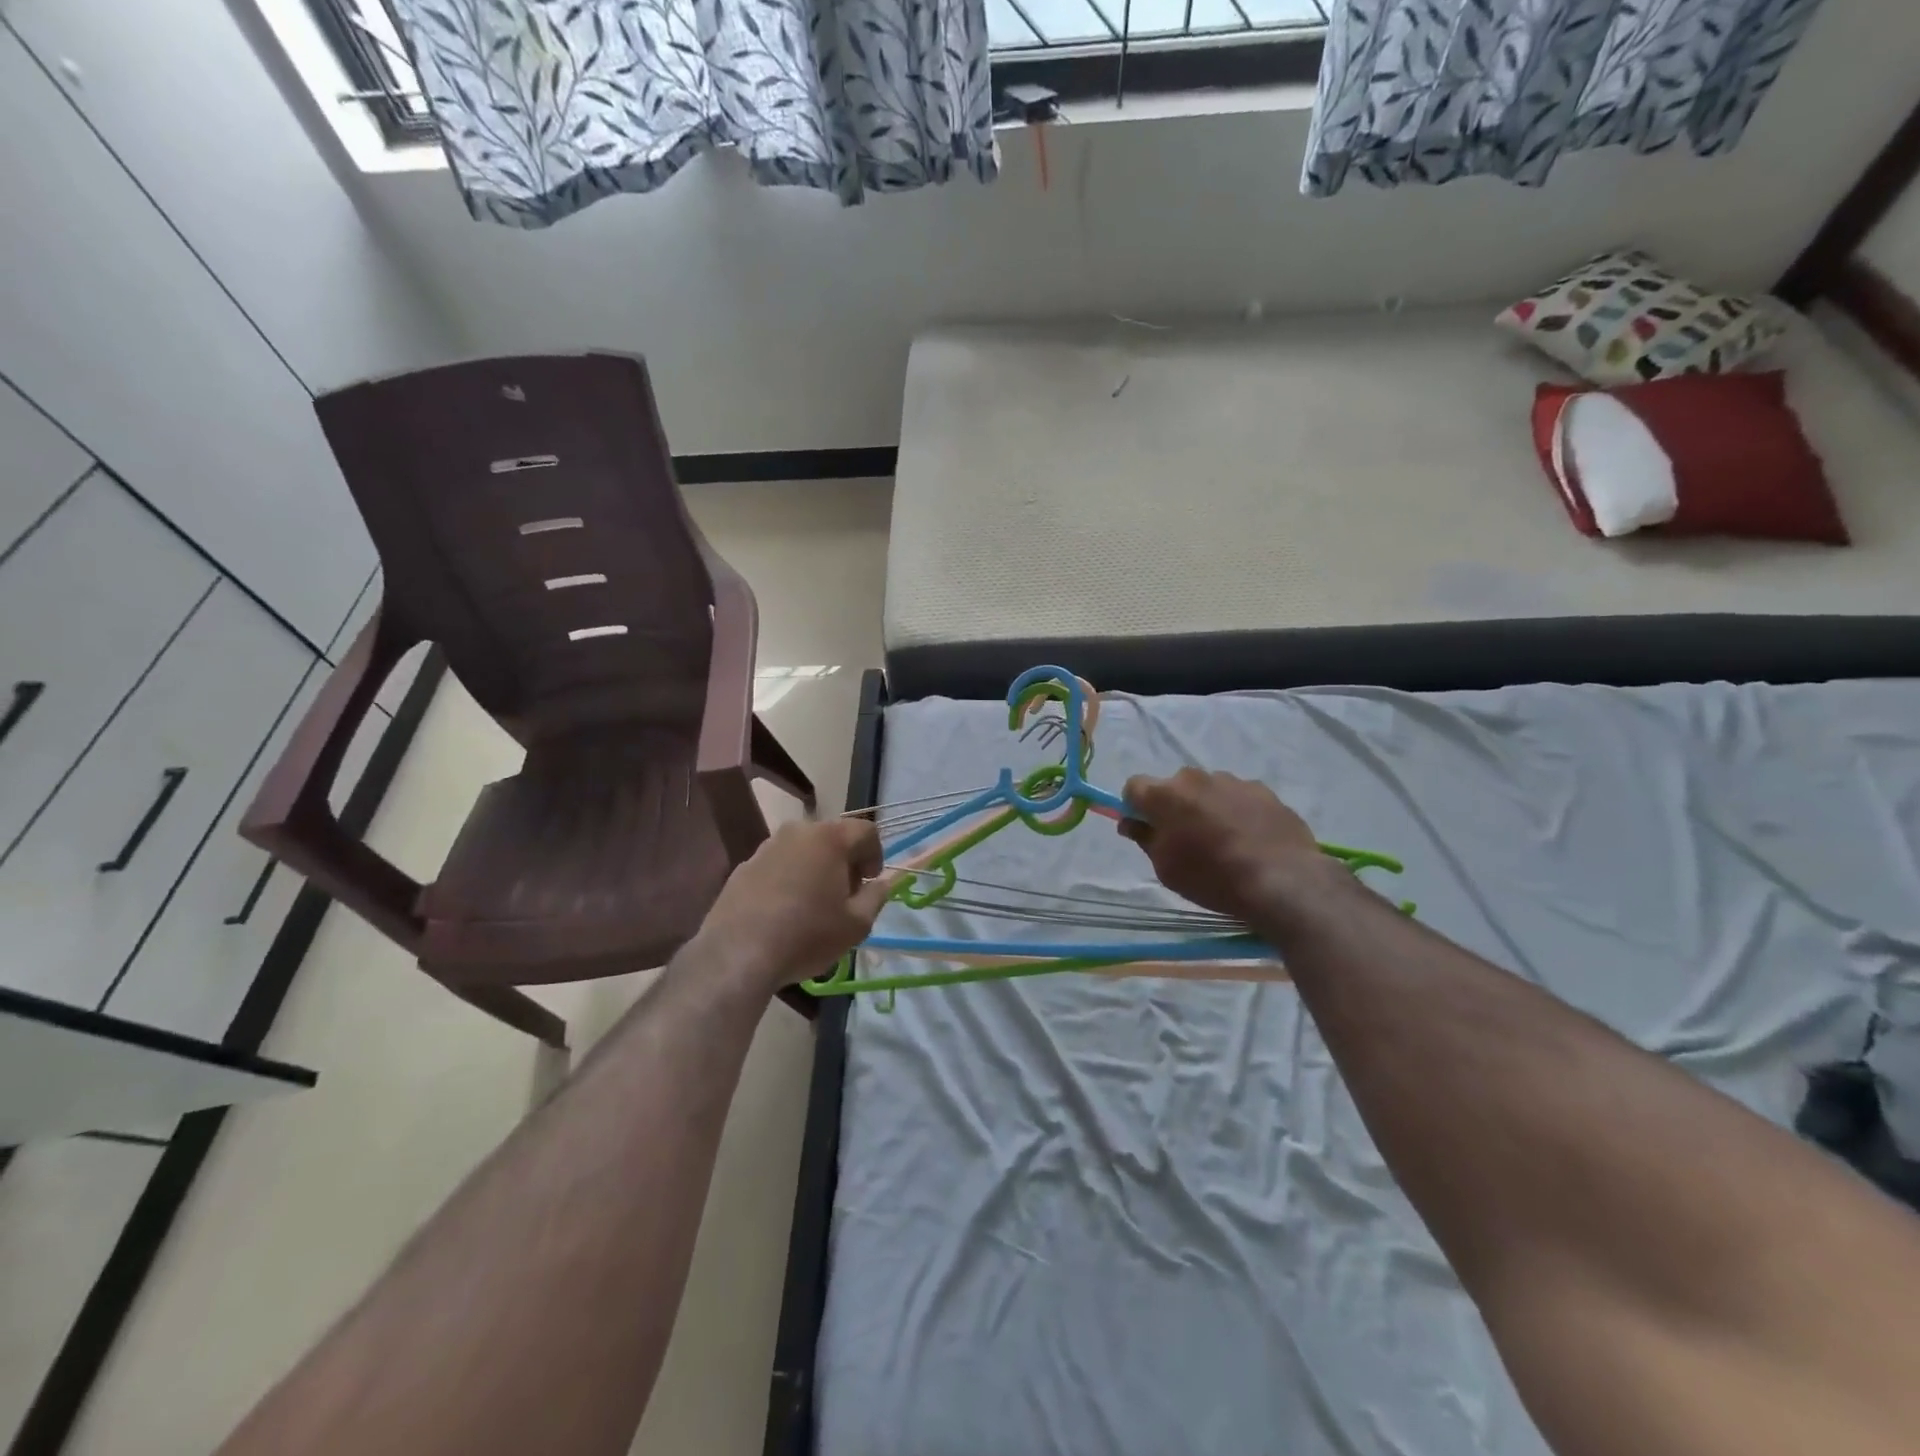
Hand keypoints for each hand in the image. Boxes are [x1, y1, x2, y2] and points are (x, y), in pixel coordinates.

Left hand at [698, 819, 890, 991]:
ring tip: (814, 905)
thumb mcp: (856, 924)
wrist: (737, 954)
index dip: (875, 855)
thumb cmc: (806, 935)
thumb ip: (876, 897)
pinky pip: (778, 865)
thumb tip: (881, 884)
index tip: (870, 883)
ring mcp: (766, 847)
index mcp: (829, 838)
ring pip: (803, 850)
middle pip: (833, 837)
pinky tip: (784, 912)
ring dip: (816, 869)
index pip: (866, 831)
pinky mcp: (743, 866)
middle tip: (846, 896)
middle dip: (845, 861)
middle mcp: (797, 832)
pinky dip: (789, 879)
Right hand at [1120, 769, 1335, 925]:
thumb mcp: (1166, 868)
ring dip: (1207, 808)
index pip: (1134, 787)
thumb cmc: (1212, 877)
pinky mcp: (1264, 791)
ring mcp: (1233, 781)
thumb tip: (1132, 822)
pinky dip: (1237, 812)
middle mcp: (1197, 778)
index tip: (1146, 829)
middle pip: (1174, 787)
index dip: (1135, 807)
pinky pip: (1238, 798)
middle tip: (1186, 839)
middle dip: (1174, 807)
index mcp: (1166, 794)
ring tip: (1224, 842)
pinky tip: (1250, 840)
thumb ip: (1145, 838)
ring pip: (1208, 790)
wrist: (1282, 881)